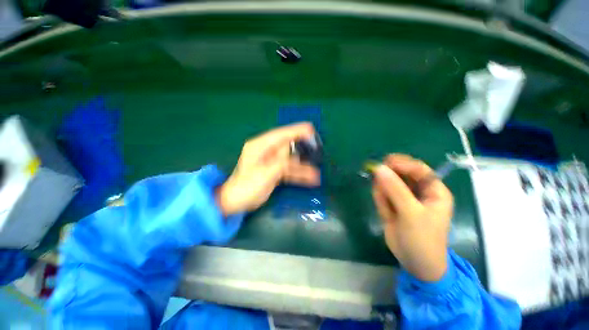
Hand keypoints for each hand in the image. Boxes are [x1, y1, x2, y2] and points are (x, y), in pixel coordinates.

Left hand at [216, 123, 319, 215]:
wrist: (236, 201)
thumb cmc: (246, 186)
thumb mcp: (265, 173)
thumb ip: (282, 164)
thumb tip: (297, 159)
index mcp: (260, 146)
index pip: (281, 134)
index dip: (296, 131)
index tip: (311, 129)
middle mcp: (266, 151)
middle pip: (288, 147)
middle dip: (302, 149)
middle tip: (316, 150)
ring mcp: (271, 162)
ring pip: (290, 160)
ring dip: (302, 166)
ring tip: (315, 173)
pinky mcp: (274, 171)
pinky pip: (289, 170)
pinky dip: (298, 174)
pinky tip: (309, 178)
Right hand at [372, 154, 452, 281]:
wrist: (415, 263)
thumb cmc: (422, 238)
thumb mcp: (411, 213)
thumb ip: (395, 189)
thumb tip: (378, 168)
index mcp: (434, 190)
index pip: (418, 169)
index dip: (402, 164)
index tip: (383, 163)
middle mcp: (419, 191)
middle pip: (401, 174)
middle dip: (389, 178)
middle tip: (379, 183)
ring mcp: (405, 198)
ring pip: (389, 184)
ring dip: (383, 191)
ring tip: (387, 208)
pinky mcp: (393, 204)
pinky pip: (382, 194)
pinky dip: (380, 200)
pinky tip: (386, 214)